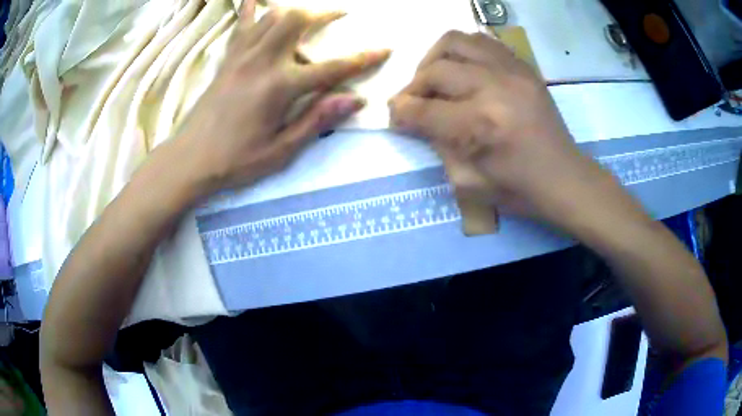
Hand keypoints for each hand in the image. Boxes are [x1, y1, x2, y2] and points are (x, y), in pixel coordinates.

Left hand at [176, 1, 389, 194]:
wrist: (190, 159)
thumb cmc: (235, 160)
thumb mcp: (280, 151)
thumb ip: (317, 121)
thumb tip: (355, 100)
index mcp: (279, 87)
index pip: (332, 67)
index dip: (363, 58)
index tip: (385, 49)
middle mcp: (261, 61)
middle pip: (297, 20)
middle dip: (324, 13)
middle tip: (341, 15)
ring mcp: (241, 56)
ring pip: (272, 16)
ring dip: (296, 10)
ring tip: (309, 14)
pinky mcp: (227, 58)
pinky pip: (241, 24)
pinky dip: (251, 8)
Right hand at [389, 31, 612, 227]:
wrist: (564, 178)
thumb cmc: (519, 189)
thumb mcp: (468, 181)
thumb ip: (437, 145)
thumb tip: (415, 119)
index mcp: (480, 125)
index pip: (423, 109)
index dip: (400, 112)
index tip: (396, 117)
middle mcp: (493, 88)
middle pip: (435, 71)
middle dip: (413, 87)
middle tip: (414, 102)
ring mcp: (511, 72)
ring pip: (456, 41)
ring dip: (435, 58)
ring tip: (435, 76)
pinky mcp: (523, 67)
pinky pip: (483, 41)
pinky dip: (464, 50)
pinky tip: (462, 68)